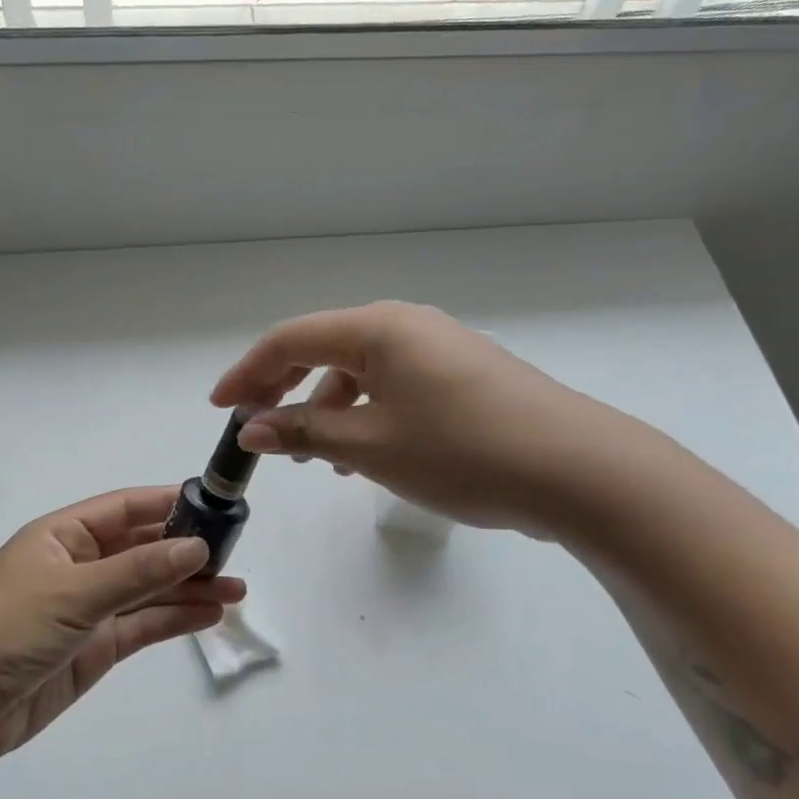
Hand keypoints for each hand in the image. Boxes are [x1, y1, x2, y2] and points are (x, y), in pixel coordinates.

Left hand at [0, 487, 245, 766]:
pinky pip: (142, 626)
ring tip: (237, 588)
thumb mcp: (74, 591)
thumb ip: (137, 571)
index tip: (215, 504)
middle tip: (235, 553)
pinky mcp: (94, 649)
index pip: (125, 510)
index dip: (168, 504)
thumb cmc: (6, 627)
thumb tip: (197, 547)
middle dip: (186, 550)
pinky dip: (174, 620)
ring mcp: (88, 609)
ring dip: (189, 588)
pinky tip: (209, 614)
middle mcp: (79, 566)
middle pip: (142, 549)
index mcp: (64, 536)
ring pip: (148, 590)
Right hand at [211, 301, 641, 534]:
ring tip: (312, 454)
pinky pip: (391, 387)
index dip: (248, 373)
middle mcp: (406, 327)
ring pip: (358, 372)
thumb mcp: (370, 446)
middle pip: (323, 349)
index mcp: (378, 329)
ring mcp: (439, 350)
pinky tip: (363, 454)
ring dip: (324, 406)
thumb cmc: (462, 451)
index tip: (220, 408)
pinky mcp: (461, 377)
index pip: (291, 339)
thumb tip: (252, 429)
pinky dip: (363, 414)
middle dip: (282, 387)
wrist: (578, 471)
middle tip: (254, 426)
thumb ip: (304, 432)